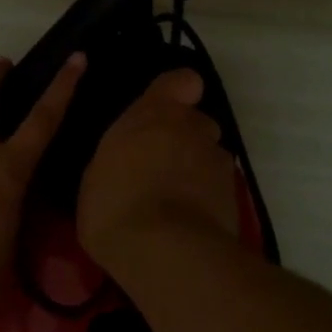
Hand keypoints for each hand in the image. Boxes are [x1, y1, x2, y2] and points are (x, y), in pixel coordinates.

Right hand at [78, 67, 240, 263]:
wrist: (164, 252)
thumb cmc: (114, 204)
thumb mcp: (96, 174)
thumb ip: (120, 154)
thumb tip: (128, 159)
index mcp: (155, 113)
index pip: (183, 80)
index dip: (177, 92)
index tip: (164, 111)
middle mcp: (194, 127)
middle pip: (197, 122)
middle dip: (184, 139)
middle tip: (160, 167)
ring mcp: (218, 161)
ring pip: (209, 156)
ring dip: (196, 170)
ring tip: (175, 202)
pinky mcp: (235, 195)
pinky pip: (218, 188)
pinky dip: (206, 199)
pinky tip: (188, 223)